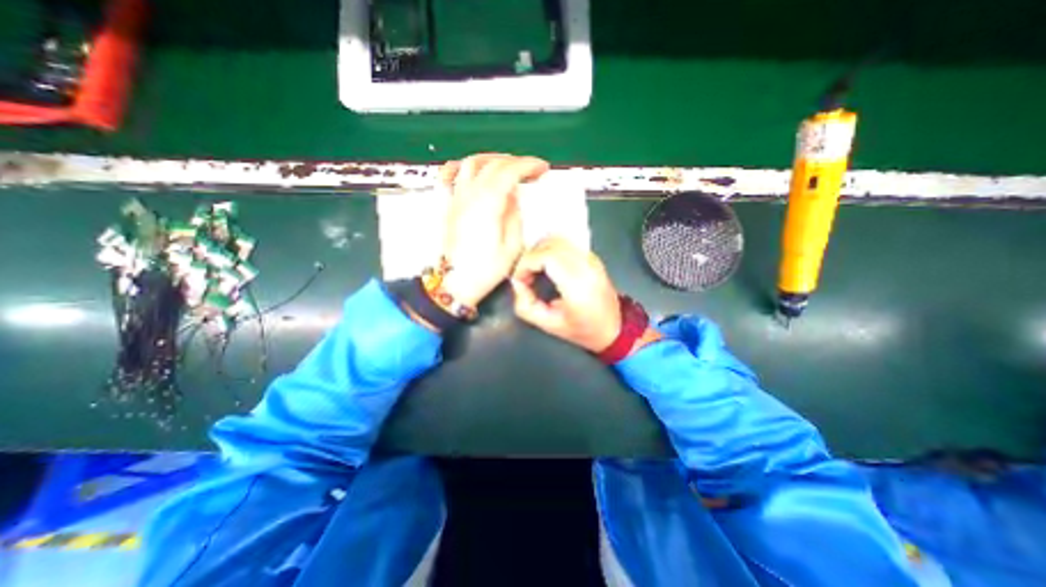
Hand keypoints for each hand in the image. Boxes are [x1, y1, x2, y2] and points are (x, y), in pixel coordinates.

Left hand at [439, 154, 550, 307]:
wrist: (456, 282)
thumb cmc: (484, 269)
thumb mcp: (512, 246)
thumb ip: (514, 215)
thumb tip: (513, 196)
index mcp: (488, 204)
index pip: (510, 170)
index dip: (529, 165)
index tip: (541, 168)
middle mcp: (470, 195)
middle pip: (493, 163)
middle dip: (516, 161)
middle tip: (531, 171)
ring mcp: (456, 198)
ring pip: (472, 163)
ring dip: (493, 159)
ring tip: (508, 166)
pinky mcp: (449, 206)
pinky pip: (452, 176)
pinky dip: (465, 167)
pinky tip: (472, 169)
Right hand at [513, 237, 623, 351]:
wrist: (615, 327)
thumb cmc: (583, 330)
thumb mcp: (549, 325)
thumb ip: (526, 306)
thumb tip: (517, 283)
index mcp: (577, 285)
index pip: (546, 256)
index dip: (526, 263)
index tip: (519, 279)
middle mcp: (586, 266)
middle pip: (550, 243)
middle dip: (530, 257)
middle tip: (525, 275)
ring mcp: (591, 259)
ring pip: (558, 239)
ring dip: (540, 251)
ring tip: (534, 271)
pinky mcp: (592, 256)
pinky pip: (566, 243)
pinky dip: (550, 250)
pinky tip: (547, 267)